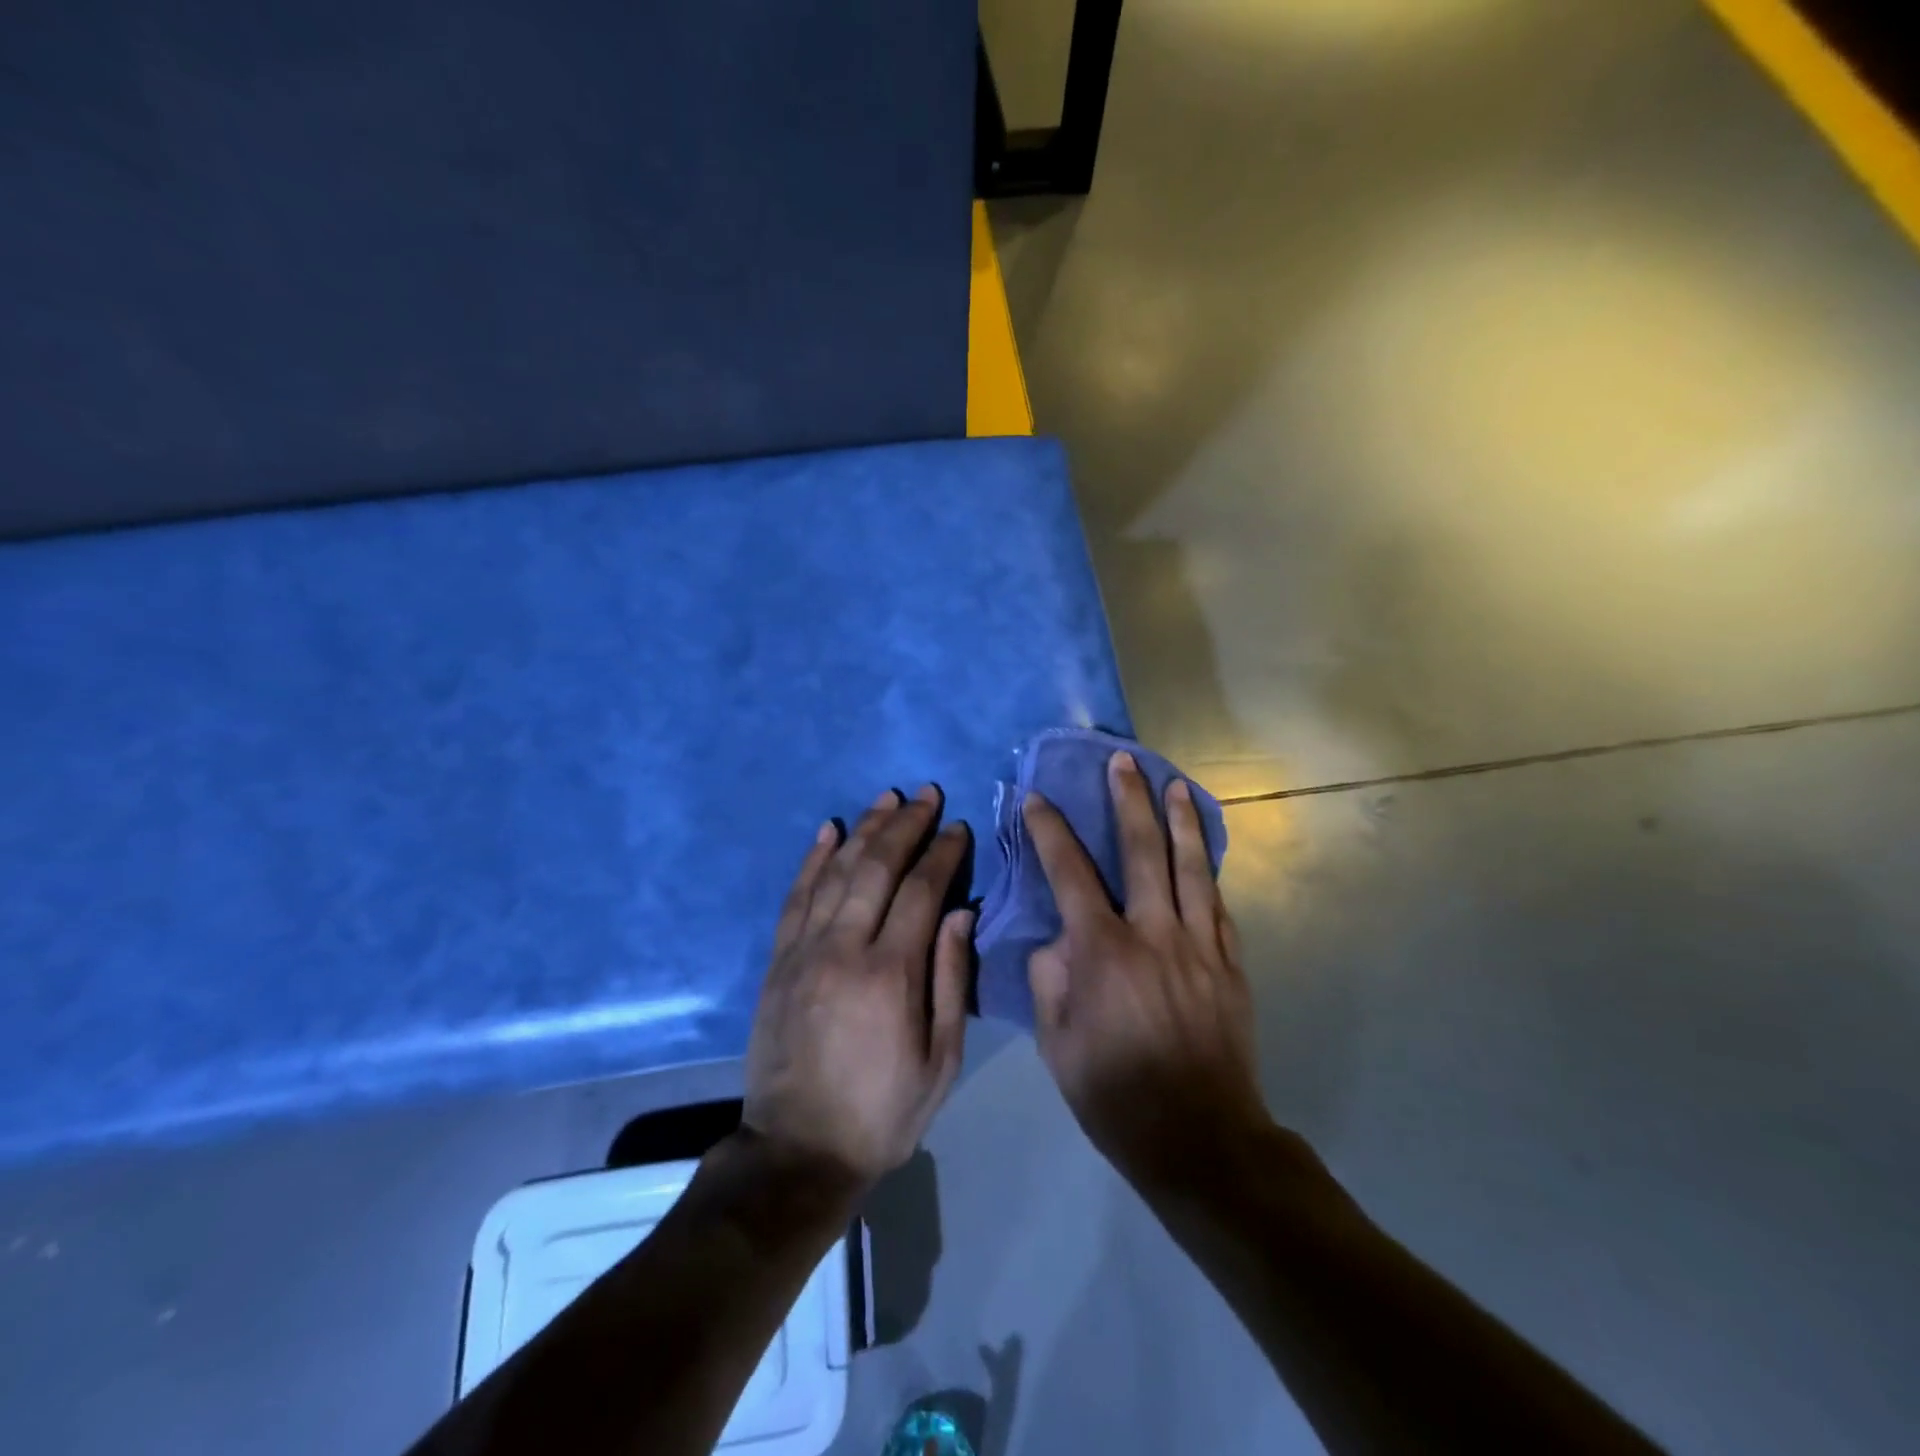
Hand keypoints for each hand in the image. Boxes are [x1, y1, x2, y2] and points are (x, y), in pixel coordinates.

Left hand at [743, 786, 973, 1189]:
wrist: (797, 1150)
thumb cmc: (883, 1111)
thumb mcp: (941, 1060)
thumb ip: (952, 980)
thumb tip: (960, 913)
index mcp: (891, 974)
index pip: (922, 891)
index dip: (942, 853)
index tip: (958, 827)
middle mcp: (844, 948)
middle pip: (877, 868)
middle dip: (905, 825)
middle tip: (925, 794)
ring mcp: (804, 951)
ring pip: (836, 872)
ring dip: (864, 830)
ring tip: (886, 798)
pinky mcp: (778, 961)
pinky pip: (795, 897)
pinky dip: (812, 859)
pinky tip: (828, 831)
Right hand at [1023, 752, 1267, 1190]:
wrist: (1202, 1140)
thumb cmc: (1116, 1095)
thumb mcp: (1057, 1045)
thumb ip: (1051, 980)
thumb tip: (1059, 941)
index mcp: (1104, 952)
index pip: (1070, 873)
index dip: (1050, 831)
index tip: (1037, 798)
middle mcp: (1154, 934)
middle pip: (1141, 851)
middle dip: (1128, 801)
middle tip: (1121, 761)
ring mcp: (1199, 946)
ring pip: (1190, 867)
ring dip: (1179, 820)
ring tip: (1173, 783)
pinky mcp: (1230, 964)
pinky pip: (1217, 904)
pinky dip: (1206, 872)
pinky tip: (1202, 852)